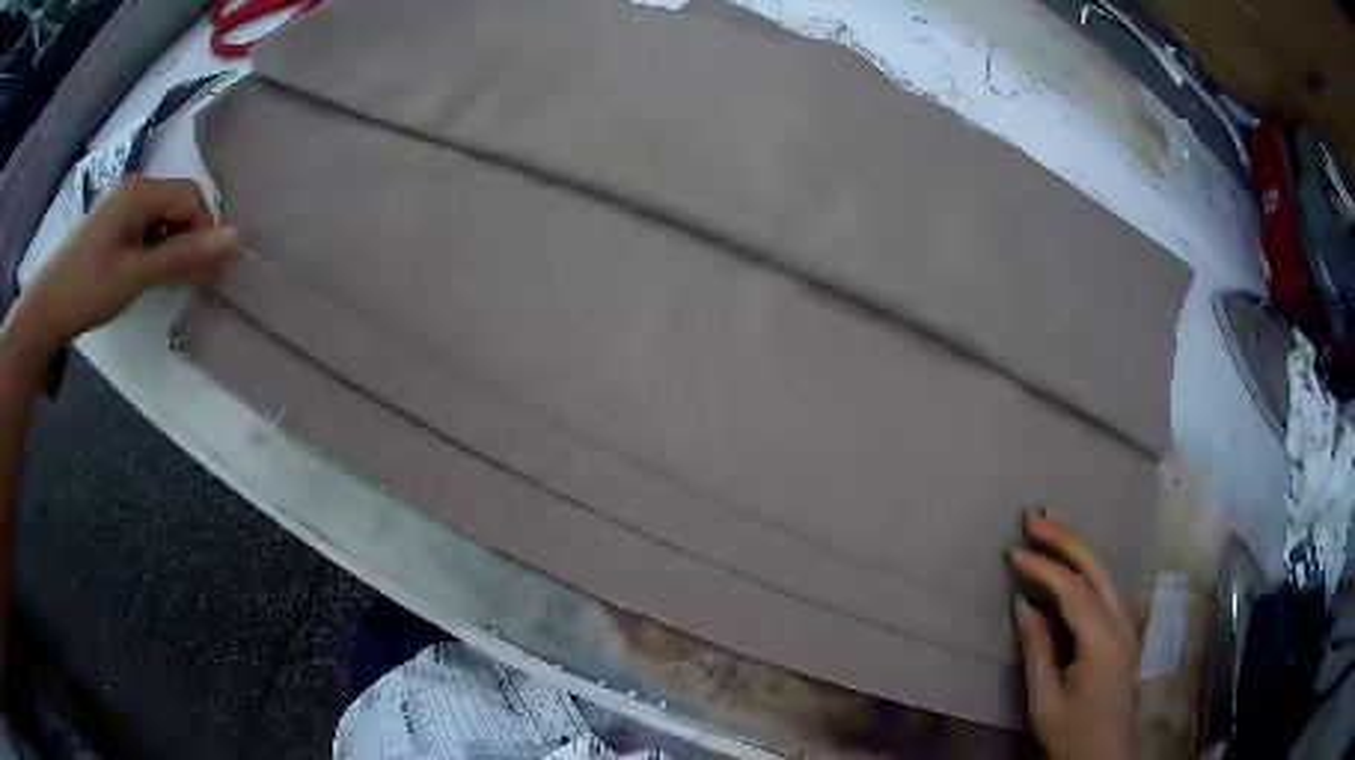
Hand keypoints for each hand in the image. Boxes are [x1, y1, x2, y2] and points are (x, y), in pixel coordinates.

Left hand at [8, 176, 235, 356]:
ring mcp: (120, 207)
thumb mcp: (137, 274)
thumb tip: (234, 237)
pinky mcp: (111, 227)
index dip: (204, 229)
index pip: (190, 196)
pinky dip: (154, 250)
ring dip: (171, 247)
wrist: (46, 309)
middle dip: (189, 239)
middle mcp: (133, 189)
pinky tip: (148, 275)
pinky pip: (143, 230)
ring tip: (170, 282)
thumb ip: (183, 255)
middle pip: (176, 204)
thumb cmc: (89, 288)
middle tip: (193, 280)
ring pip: (160, 219)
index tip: (208, 270)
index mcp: (141, 191)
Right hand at [1010, 512, 1137, 759]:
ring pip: (1105, 574)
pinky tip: (1071, 566)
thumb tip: (1023, 604)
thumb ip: (1037, 649)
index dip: (1044, 568)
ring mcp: (1128, 627)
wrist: (1102, 756)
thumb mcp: (1045, 700)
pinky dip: (1086, 570)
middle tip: (1035, 518)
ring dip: (1078, 549)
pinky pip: (1107, 590)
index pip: (1074, 591)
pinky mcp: (1125, 633)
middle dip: (1067, 539)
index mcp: (1103, 642)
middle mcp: (1122, 625)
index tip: (1014, 552)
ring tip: (1050, 531)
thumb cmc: (1070, 733)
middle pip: (1097, 569)